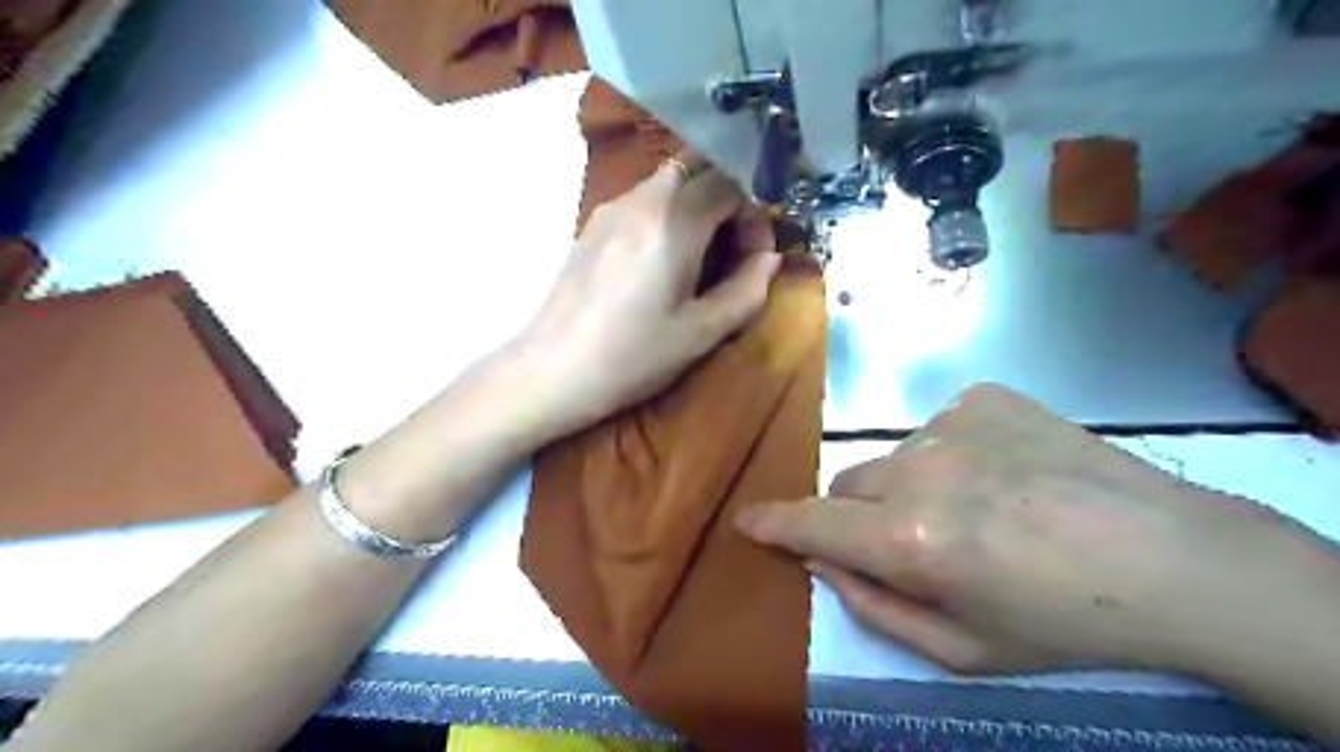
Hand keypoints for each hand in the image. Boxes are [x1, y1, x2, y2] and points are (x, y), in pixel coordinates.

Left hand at [513, 155, 786, 437]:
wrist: (553, 370)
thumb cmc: (632, 356)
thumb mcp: (701, 333)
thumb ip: (746, 290)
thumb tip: (769, 259)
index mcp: (674, 221)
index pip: (733, 183)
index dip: (755, 215)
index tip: (755, 257)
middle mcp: (643, 199)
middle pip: (702, 170)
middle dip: (730, 203)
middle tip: (733, 252)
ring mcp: (612, 207)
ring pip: (671, 181)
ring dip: (699, 208)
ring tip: (700, 260)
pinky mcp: (593, 224)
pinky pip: (644, 200)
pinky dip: (669, 215)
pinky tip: (662, 262)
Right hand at [732, 386, 1316, 671]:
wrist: (1171, 558)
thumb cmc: (1062, 622)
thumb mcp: (961, 650)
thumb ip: (873, 606)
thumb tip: (822, 560)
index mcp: (912, 539)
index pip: (813, 522)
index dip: (774, 522)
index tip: (749, 519)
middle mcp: (920, 470)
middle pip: (849, 485)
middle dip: (859, 515)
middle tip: (912, 540)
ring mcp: (953, 424)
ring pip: (894, 457)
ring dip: (910, 485)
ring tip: (977, 508)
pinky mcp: (984, 397)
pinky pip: (938, 428)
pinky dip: (952, 454)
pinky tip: (1004, 474)